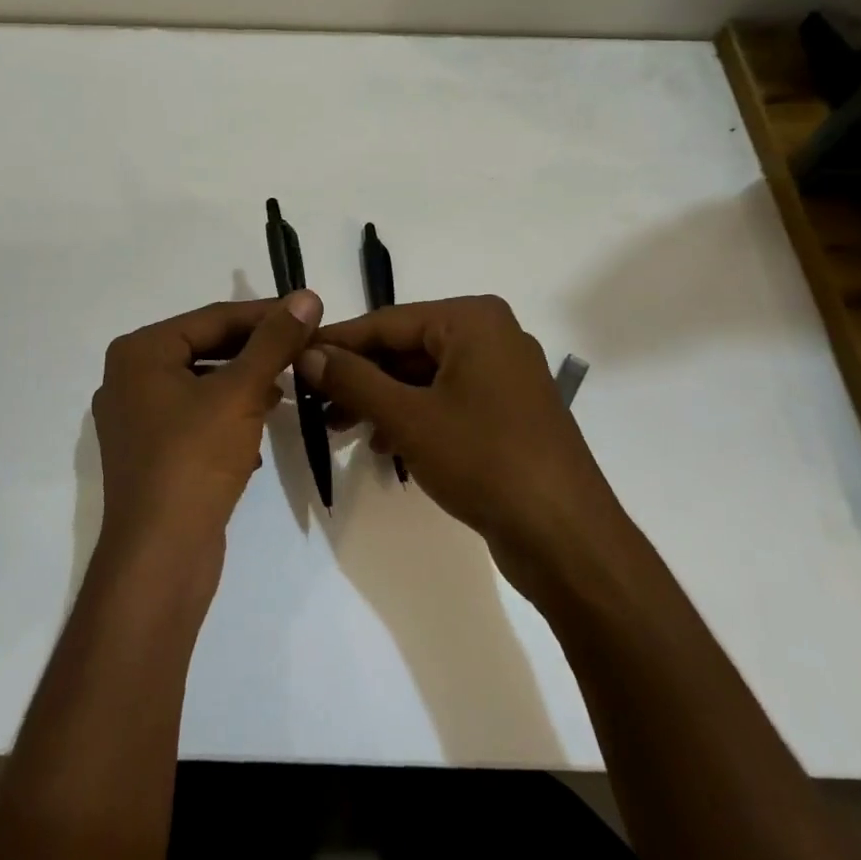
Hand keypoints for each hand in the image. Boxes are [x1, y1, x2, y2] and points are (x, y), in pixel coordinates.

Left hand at [92, 291, 321, 559]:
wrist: (160, 558)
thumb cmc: (194, 460)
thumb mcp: (241, 393)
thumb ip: (274, 342)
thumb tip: (307, 296)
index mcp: (140, 352)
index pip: (214, 318)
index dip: (266, 314)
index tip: (310, 313)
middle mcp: (129, 377)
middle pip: (206, 348)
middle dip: (257, 351)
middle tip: (305, 348)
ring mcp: (136, 418)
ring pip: (204, 384)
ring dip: (246, 384)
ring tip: (288, 387)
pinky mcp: (150, 452)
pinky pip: (196, 417)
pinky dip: (228, 416)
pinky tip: (259, 430)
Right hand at [299, 296, 621, 594]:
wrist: (567, 539)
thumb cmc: (485, 461)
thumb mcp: (408, 417)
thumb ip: (353, 380)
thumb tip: (307, 352)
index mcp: (473, 320)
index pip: (388, 322)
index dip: (338, 342)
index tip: (294, 356)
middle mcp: (491, 336)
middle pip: (406, 347)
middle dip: (359, 377)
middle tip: (313, 402)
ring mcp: (503, 375)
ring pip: (423, 377)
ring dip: (380, 400)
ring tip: (339, 429)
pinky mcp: (507, 412)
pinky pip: (445, 400)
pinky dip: (411, 417)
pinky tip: (381, 445)